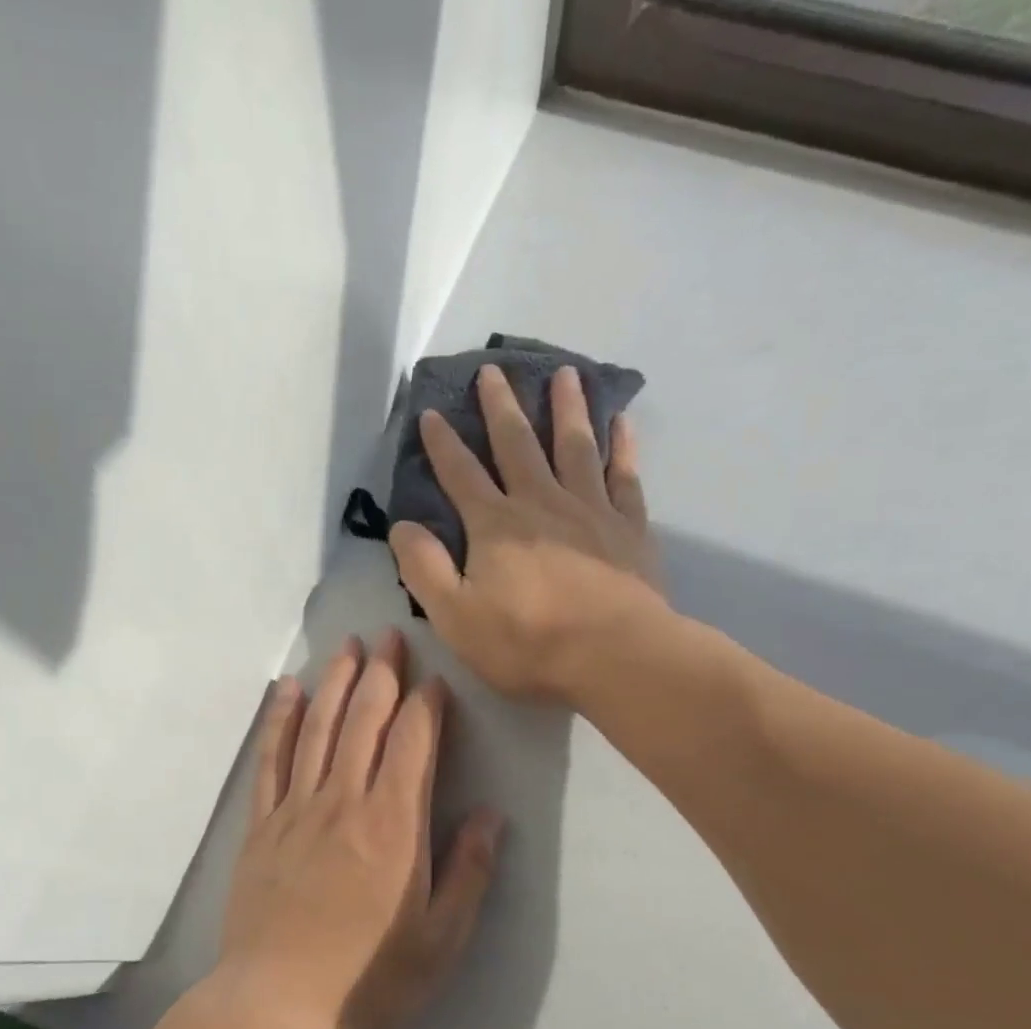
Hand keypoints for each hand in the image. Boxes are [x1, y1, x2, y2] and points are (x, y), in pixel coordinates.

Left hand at [214, 630, 503, 1028]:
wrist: (279, 1006)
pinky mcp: (261, 827)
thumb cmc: (371, 979)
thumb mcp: (442, 939)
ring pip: (318, 728)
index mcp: (395, 825)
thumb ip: (469, 872)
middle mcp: (344, 802)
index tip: (436, 678)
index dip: (427, 705)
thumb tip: (490, 815)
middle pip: (364, 721)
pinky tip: (286, 691)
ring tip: (347, 646)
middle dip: (381, 674)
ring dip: (335, 682)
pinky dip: (280, 720)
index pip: (413, 743)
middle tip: (390, 635)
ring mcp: (296, 810)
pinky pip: (271, 759)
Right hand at [390, 364, 667, 702]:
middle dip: (501, 407)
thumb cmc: (528, 644)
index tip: (431, 413)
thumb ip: (424, 570)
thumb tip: (402, 526)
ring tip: (565, 373)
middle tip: (494, 370)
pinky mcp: (629, 527)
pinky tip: (622, 422)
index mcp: (495, 526)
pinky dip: (622, 446)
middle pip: (517, 444)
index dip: (443, 444)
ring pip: (575, 446)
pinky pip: (624, 475)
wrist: (614, 657)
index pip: (461, 475)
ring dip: (567, 408)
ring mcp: (590, 510)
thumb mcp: (455, 618)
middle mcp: (541, 503)